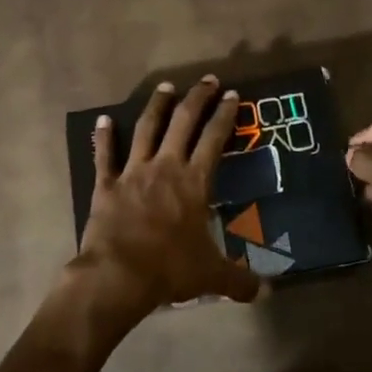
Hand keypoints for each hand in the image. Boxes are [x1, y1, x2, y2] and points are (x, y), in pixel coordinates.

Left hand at [75, 77, 261, 319]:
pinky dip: (104, 137)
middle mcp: (165, 167)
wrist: (118, 275)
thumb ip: (240, 280)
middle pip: (183, 123)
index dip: (224, 115)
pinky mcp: (106, 185)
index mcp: (194, 182)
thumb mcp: (211, 276)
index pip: (214, 139)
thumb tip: (268, 291)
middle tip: (206, 80)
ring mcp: (133, 172)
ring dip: (157, 106)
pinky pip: (104, 156)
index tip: (232, 94)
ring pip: (146, 129)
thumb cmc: (170, 269)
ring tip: (165, 86)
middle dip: (197, 98)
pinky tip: (103, 119)